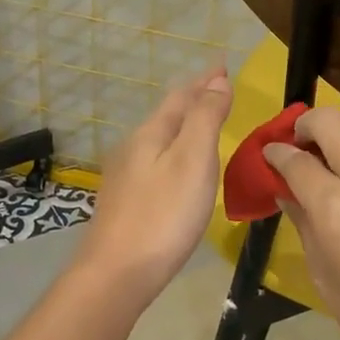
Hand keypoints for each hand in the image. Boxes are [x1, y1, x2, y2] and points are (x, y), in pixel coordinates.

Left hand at [77, 67, 232, 299]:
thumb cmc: (163, 215)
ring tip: (203, 121)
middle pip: (167, 114)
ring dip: (183, 125)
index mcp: (152, 133)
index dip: (204, 80)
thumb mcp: (193, 160)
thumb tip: (217, 80)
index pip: (181, 96)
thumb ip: (205, 118)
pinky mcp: (125, 202)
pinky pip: (156, 160)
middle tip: (217, 88)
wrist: (116, 274)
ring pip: (160, 138)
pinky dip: (175, 150)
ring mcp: (125, 176)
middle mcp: (133, 148)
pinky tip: (178, 166)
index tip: (223, 65)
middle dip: (193, 99)